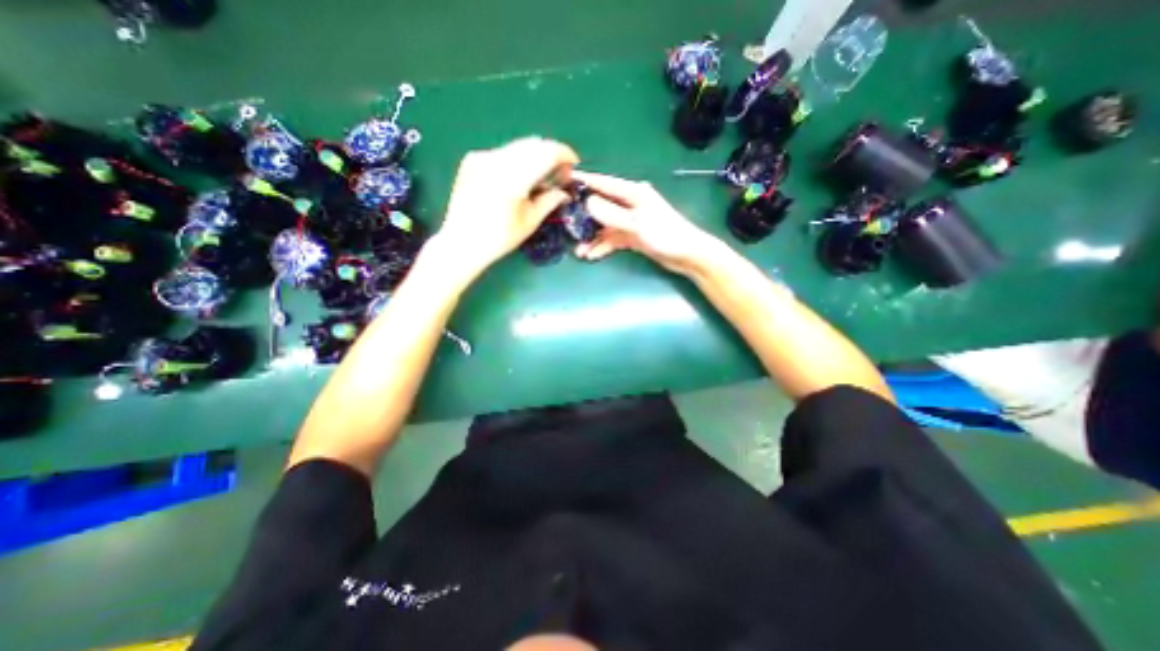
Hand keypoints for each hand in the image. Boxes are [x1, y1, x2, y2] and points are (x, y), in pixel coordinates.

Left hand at [438, 137, 580, 274]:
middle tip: (559, 175)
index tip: (573, 164)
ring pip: (518, 147)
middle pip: (533, 144)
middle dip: (551, 155)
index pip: (546, 152)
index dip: (564, 154)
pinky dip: (517, 161)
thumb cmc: (499, 238)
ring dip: (534, 157)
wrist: (461, 242)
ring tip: (540, 179)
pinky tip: (518, 180)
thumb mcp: (530, 222)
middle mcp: (496, 159)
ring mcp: (482, 157)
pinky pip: (503, 153)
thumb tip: (564, 192)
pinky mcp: (473, 160)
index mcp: (513, 177)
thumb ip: (550, 200)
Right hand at [569, 171, 716, 274]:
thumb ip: (611, 214)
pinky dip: (603, 246)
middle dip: (584, 217)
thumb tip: (588, 203)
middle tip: (566, 225)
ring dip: (593, 238)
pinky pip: (613, 239)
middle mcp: (630, 203)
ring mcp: (631, 221)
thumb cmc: (665, 235)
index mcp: (633, 193)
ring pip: (606, 226)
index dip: (585, 181)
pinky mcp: (633, 235)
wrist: (687, 255)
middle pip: (601, 206)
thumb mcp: (636, 224)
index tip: (564, 180)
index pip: (604, 183)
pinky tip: (592, 256)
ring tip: (579, 251)